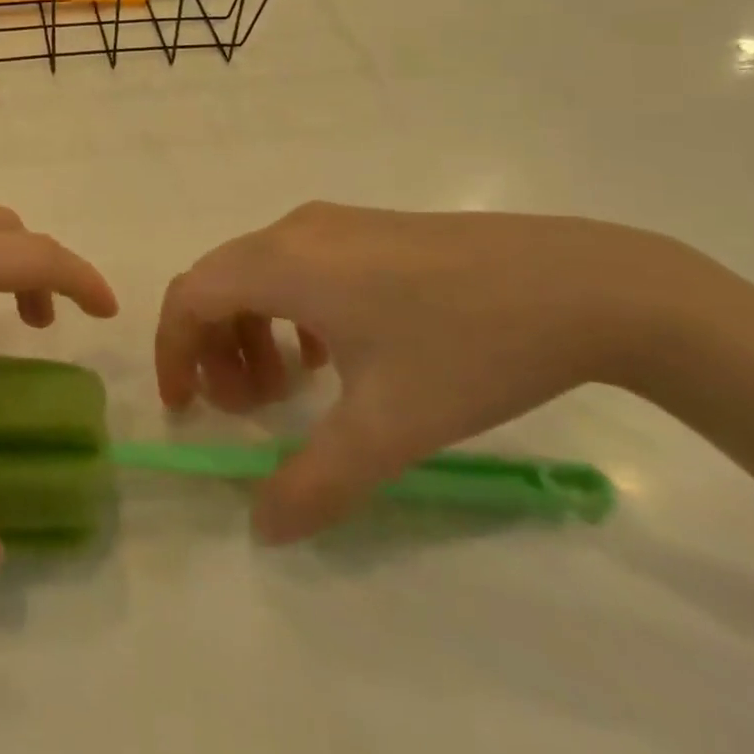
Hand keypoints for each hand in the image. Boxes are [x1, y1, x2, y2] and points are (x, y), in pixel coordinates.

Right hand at [156, 204, 719, 542]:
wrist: (578, 285)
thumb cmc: (465, 347)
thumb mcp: (386, 428)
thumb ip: (314, 484)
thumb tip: (263, 529)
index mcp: (283, 263)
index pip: (191, 295)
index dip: (175, 350)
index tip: (188, 408)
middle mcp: (296, 231)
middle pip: (220, 281)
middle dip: (214, 348)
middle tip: (247, 409)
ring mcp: (336, 224)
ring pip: (260, 273)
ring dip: (252, 330)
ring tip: (289, 389)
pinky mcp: (371, 230)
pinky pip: (301, 267)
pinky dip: (291, 313)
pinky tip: (335, 356)